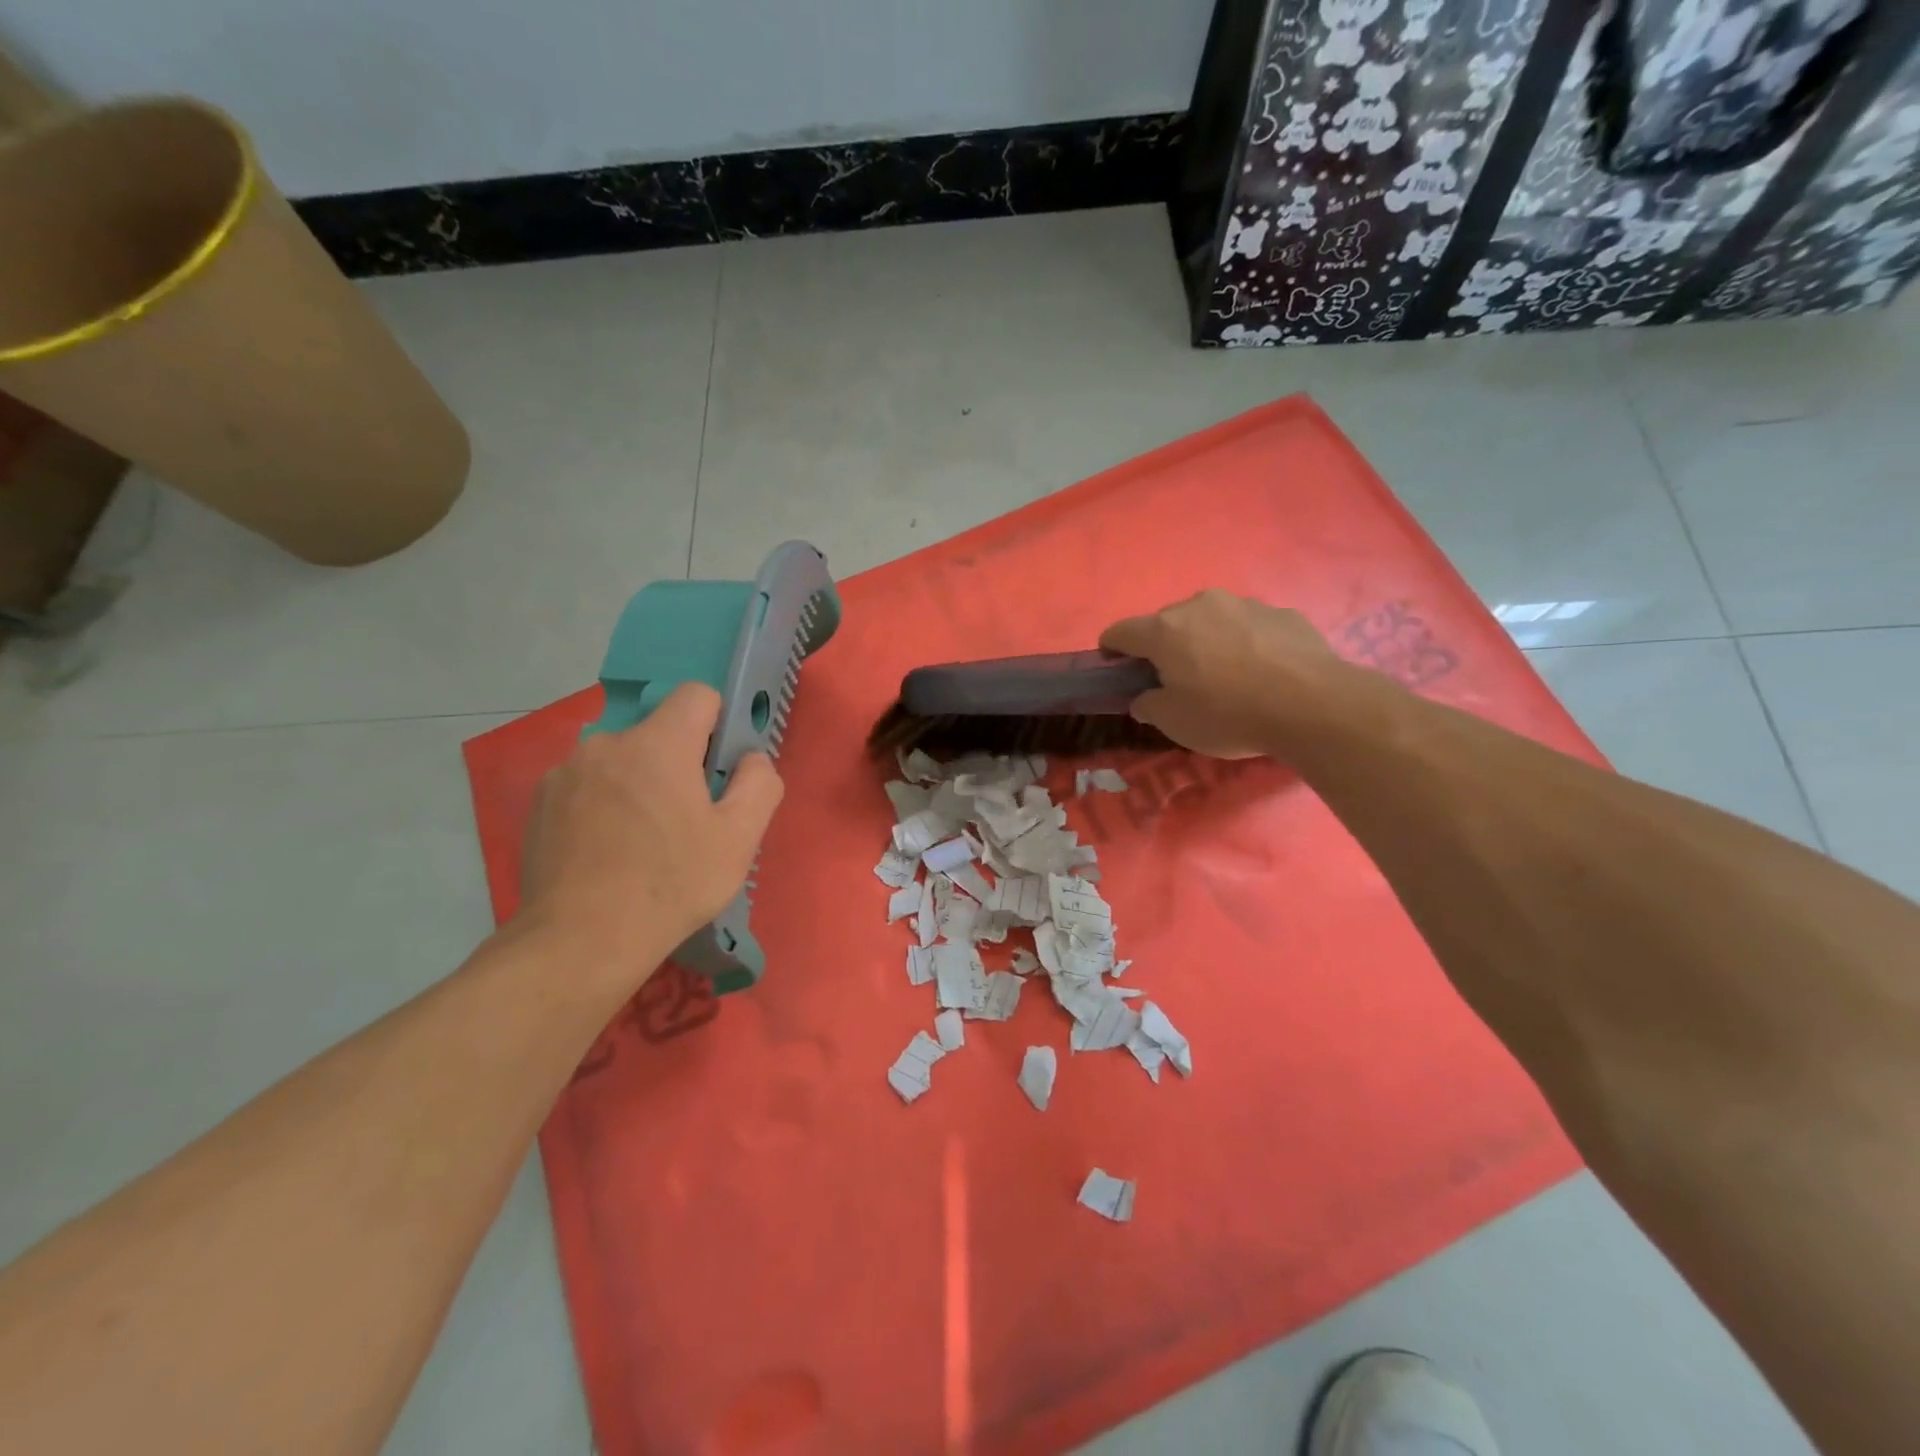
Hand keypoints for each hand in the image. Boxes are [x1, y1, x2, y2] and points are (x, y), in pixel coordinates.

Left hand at [519, 683, 783, 976]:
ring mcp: (565, 772)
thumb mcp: (740, 838)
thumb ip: (759, 783)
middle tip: (686, 820)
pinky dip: (603, 804)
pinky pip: (587, 785)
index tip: (718, 770)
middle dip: (678, 763)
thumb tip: (750, 758)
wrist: (580, 941)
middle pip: (658, 733)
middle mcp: (606, 743)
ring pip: (621, 761)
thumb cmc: (671, 885)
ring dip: (638, 784)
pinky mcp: (539, 802)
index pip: (697, 694)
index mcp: (657, 743)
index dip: (718, 723)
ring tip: (641, 842)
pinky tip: (606, 852)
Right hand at [1100, 590, 1337, 758]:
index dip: (1112, 651)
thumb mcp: (1175, 723)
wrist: (1312, 705)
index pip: (1120, 631)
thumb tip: (1145, 697)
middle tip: (1177, 682)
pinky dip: (1245, 644)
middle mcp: (1200, 606)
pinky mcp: (1281, 613)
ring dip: (1207, 642)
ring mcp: (1244, 604)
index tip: (1118, 671)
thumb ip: (1149, 706)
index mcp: (1164, 630)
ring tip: (1226, 678)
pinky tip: (1262, 674)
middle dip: (1164, 648)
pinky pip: (1248, 627)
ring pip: (1210, 621)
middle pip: (1167, 624)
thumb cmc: (1229, 714)